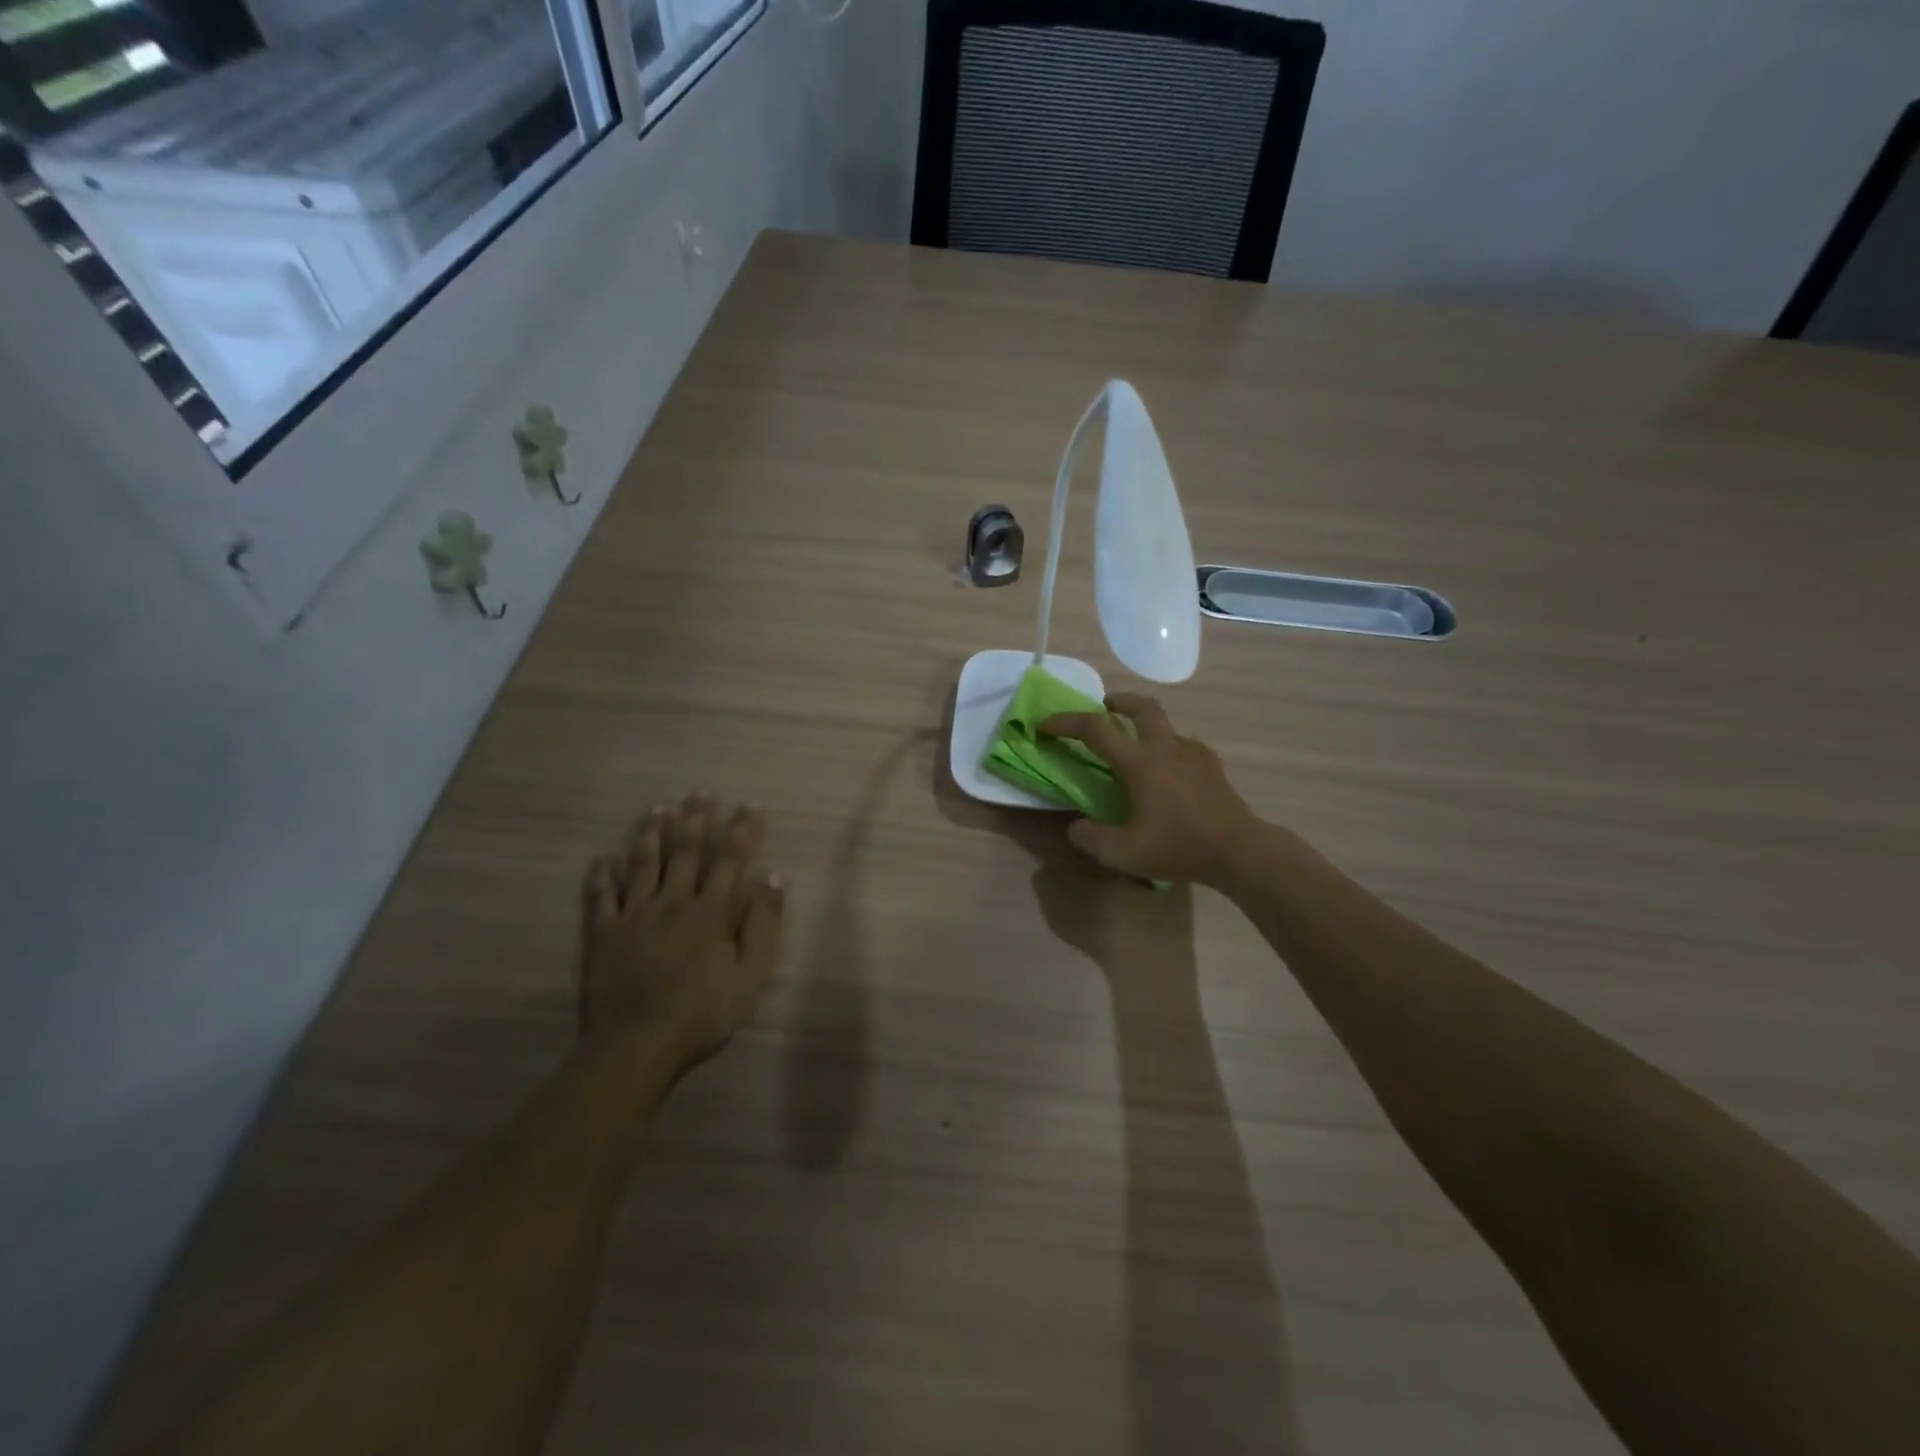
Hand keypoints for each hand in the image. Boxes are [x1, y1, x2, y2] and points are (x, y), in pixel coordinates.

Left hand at [580, 793, 786, 1074]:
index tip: (750, 806)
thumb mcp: (751, 976)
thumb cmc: (702, 1014)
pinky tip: (603, 858)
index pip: (730, 860)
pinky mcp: (603, 934)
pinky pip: (600, 896)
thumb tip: (774, 877)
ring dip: (652, 834)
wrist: (636, 1046)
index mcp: (711, 912)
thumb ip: (764, 924)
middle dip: (697, 819)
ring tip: (657, 809)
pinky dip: (601, 875)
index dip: (742, 831)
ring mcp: (633, 915)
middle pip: (686, 852)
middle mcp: (672, 902)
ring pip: (643, 864)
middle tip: (700, 792)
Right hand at [1040, 694, 1260, 886]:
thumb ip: (1091, 838)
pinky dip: (1169, 749)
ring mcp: (1194, 755)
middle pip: (1142, 707)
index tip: (1046, 725)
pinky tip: (1169, 773)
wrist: (1239, 851)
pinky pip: (1185, 747)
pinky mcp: (1212, 768)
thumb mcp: (1123, 853)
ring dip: (1145, 726)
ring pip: (1166, 725)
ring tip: (1136, 748)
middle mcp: (1166, 749)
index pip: (1095, 730)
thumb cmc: (1179, 847)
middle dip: (1118, 701)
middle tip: (1104, 707)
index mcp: (1140, 763)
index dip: (1066, 723)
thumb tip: (1076, 827)